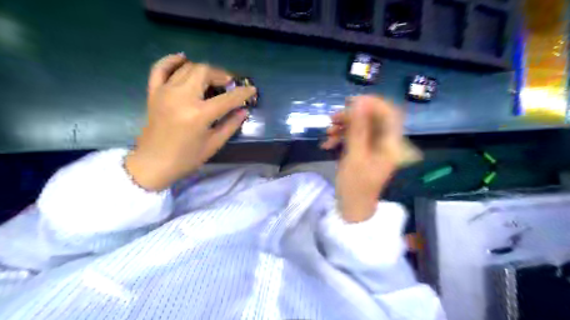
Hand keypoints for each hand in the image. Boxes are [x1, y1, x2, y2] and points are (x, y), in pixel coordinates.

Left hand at [128, 54, 258, 191]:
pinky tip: (183, 58)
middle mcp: (181, 97)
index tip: (252, 89)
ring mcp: (165, 92)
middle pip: (204, 71)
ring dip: (204, 70)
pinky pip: (160, 68)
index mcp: (198, 114)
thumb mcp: (213, 144)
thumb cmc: (186, 158)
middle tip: (229, 85)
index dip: (243, 93)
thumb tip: (243, 110)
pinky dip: (171, 60)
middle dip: (221, 75)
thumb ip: (230, 125)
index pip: (227, 98)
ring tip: (212, 80)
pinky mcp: (153, 93)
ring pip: (187, 68)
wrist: (153, 164)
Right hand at [319, 95, 404, 222]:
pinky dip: (341, 137)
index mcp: (391, 144)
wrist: (352, 209)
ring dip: (343, 126)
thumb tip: (358, 103)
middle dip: (351, 116)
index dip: (372, 103)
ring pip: (360, 127)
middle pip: (372, 118)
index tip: (350, 103)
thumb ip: (358, 129)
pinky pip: (354, 137)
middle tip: (332, 118)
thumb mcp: (355, 156)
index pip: (389, 113)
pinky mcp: (363, 151)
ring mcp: (373, 147)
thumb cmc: (355, 186)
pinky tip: (327, 144)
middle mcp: (385, 142)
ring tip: (327, 132)